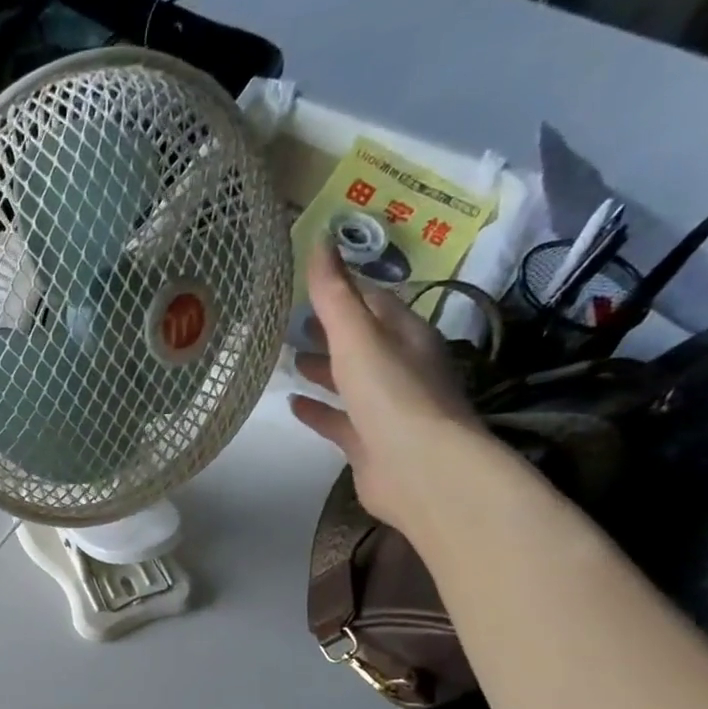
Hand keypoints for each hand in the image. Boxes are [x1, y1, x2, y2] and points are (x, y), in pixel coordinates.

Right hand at [290, 247, 487, 540]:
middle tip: (292, 321)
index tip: (311, 280)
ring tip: (287, 360)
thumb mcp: (358, 337)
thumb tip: (320, 238)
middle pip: (362, 342)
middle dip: (331, 330)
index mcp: (406, 336)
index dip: (345, 289)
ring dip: (323, 369)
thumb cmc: (392, 395)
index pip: (375, 302)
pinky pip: (339, 420)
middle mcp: (400, 368)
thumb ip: (335, 294)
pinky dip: (318, 410)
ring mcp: (386, 408)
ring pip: (350, 381)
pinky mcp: (370, 443)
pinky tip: (293, 405)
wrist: (420, 470)